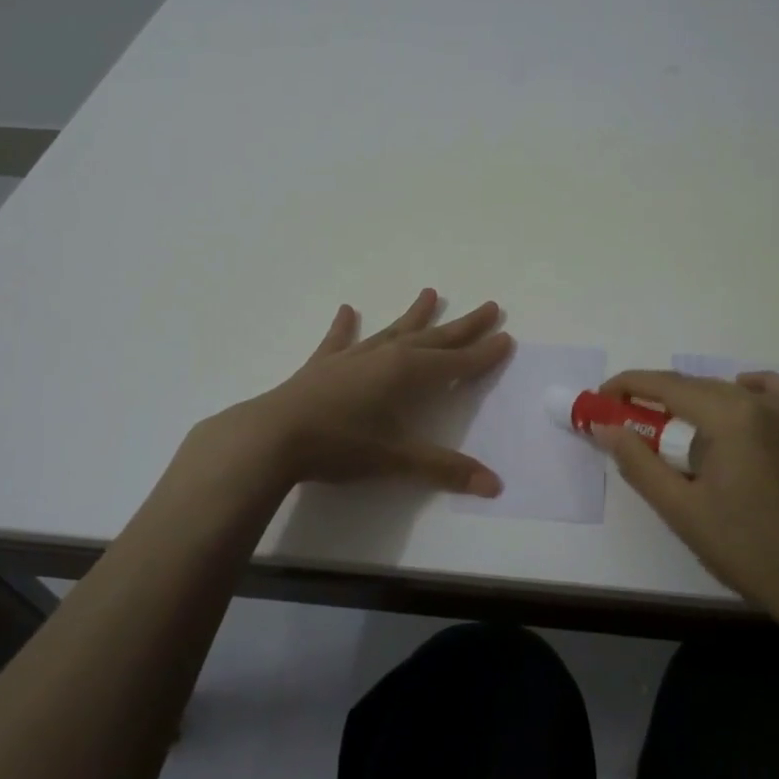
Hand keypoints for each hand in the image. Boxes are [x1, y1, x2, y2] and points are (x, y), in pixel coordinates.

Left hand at [193, 288, 512, 497]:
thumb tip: (494, 485)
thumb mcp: (396, 460)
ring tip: (431, 293)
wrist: (273, 437)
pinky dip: (345, 326)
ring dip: (415, 315)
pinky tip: (347, 310)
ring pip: (393, 330)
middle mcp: (385, 356)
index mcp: (408, 374)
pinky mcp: (323, 365)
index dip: (483, 353)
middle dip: (463, 326)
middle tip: (490, 306)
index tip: (506, 337)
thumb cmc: (340, 446)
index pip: (456, 362)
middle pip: (433, 338)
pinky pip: (340, 340)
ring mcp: (353, 357)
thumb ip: (444, 469)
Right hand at [593, 369, 778, 641]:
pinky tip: (736, 401)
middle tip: (624, 422)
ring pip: (728, 388)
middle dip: (655, 397)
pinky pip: (775, 392)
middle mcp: (760, 403)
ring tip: (670, 426)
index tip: (600, 398)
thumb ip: (637, 462)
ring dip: (693, 398)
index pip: (667, 386)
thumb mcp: (679, 508)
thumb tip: (605, 427)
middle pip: (695, 385)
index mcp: (729, 416)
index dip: (628, 386)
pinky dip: (750, 388)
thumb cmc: (744, 548)